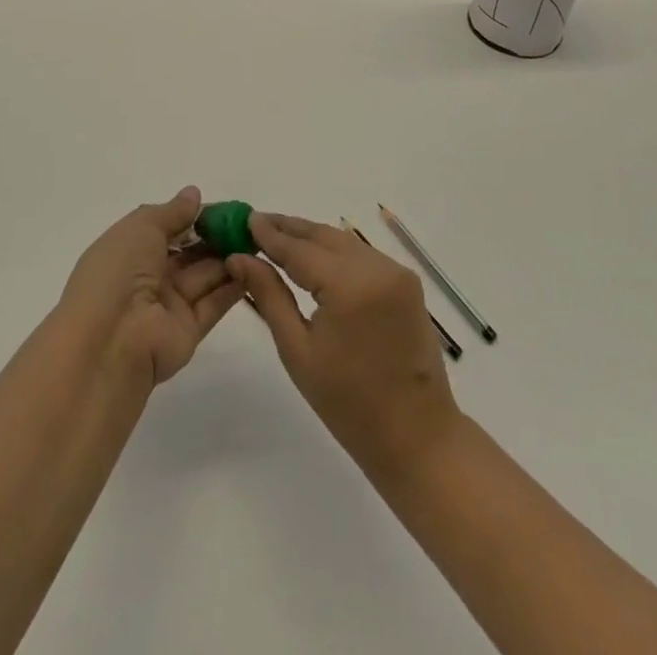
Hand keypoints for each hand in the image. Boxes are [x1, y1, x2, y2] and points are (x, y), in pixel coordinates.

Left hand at [57, 186, 246, 386]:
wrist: (109, 342)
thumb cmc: (117, 273)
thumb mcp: (141, 227)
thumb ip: (172, 212)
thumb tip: (193, 194)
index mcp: (129, 250)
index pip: (166, 229)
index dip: (193, 217)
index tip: (224, 209)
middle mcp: (147, 277)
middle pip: (188, 253)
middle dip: (215, 237)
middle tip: (248, 224)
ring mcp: (168, 305)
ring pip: (203, 276)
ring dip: (228, 258)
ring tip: (258, 241)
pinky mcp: (188, 331)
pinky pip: (213, 303)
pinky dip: (233, 286)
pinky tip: (256, 268)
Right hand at [226, 212, 462, 475]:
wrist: (417, 437)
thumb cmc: (349, 404)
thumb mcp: (297, 350)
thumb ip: (269, 295)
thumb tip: (239, 258)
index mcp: (349, 285)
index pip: (299, 249)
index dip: (269, 234)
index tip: (243, 219)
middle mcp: (377, 267)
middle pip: (323, 236)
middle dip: (288, 229)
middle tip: (255, 222)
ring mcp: (396, 272)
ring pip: (343, 241)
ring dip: (311, 237)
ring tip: (277, 236)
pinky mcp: (406, 281)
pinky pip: (361, 254)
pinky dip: (334, 251)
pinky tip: (313, 256)